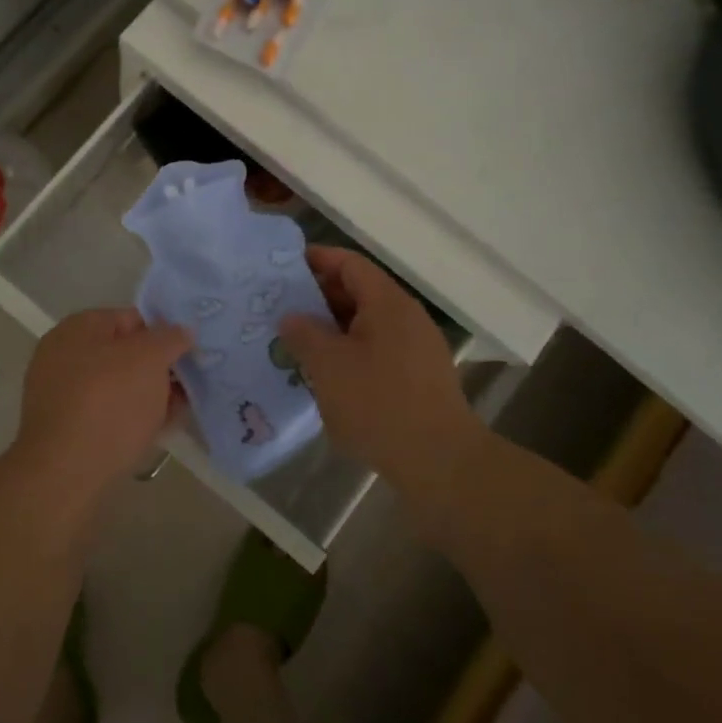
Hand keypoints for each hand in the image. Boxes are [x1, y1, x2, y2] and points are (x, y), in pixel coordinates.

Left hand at [12, 308, 190, 507]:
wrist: (65, 473)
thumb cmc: (109, 404)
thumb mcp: (148, 359)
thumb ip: (169, 339)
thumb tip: (181, 330)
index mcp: (78, 328)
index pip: (131, 318)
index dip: (163, 333)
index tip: (190, 353)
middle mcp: (64, 354)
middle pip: (124, 354)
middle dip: (158, 368)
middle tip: (190, 384)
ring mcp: (61, 393)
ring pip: (118, 386)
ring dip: (149, 395)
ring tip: (180, 410)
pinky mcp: (66, 429)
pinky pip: (107, 414)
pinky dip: (132, 418)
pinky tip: (158, 430)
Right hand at [278, 247, 475, 494]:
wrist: (440, 462)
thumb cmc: (379, 403)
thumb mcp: (328, 366)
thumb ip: (304, 334)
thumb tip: (291, 317)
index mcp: (387, 302)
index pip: (349, 263)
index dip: (316, 260)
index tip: (282, 269)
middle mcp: (406, 317)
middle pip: (358, 292)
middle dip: (318, 298)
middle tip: (280, 310)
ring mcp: (416, 348)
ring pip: (366, 324)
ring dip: (331, 329)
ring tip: (296, 343)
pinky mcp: (418, 378)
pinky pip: (376, 350)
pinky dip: (349, 353)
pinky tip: (326, 376)